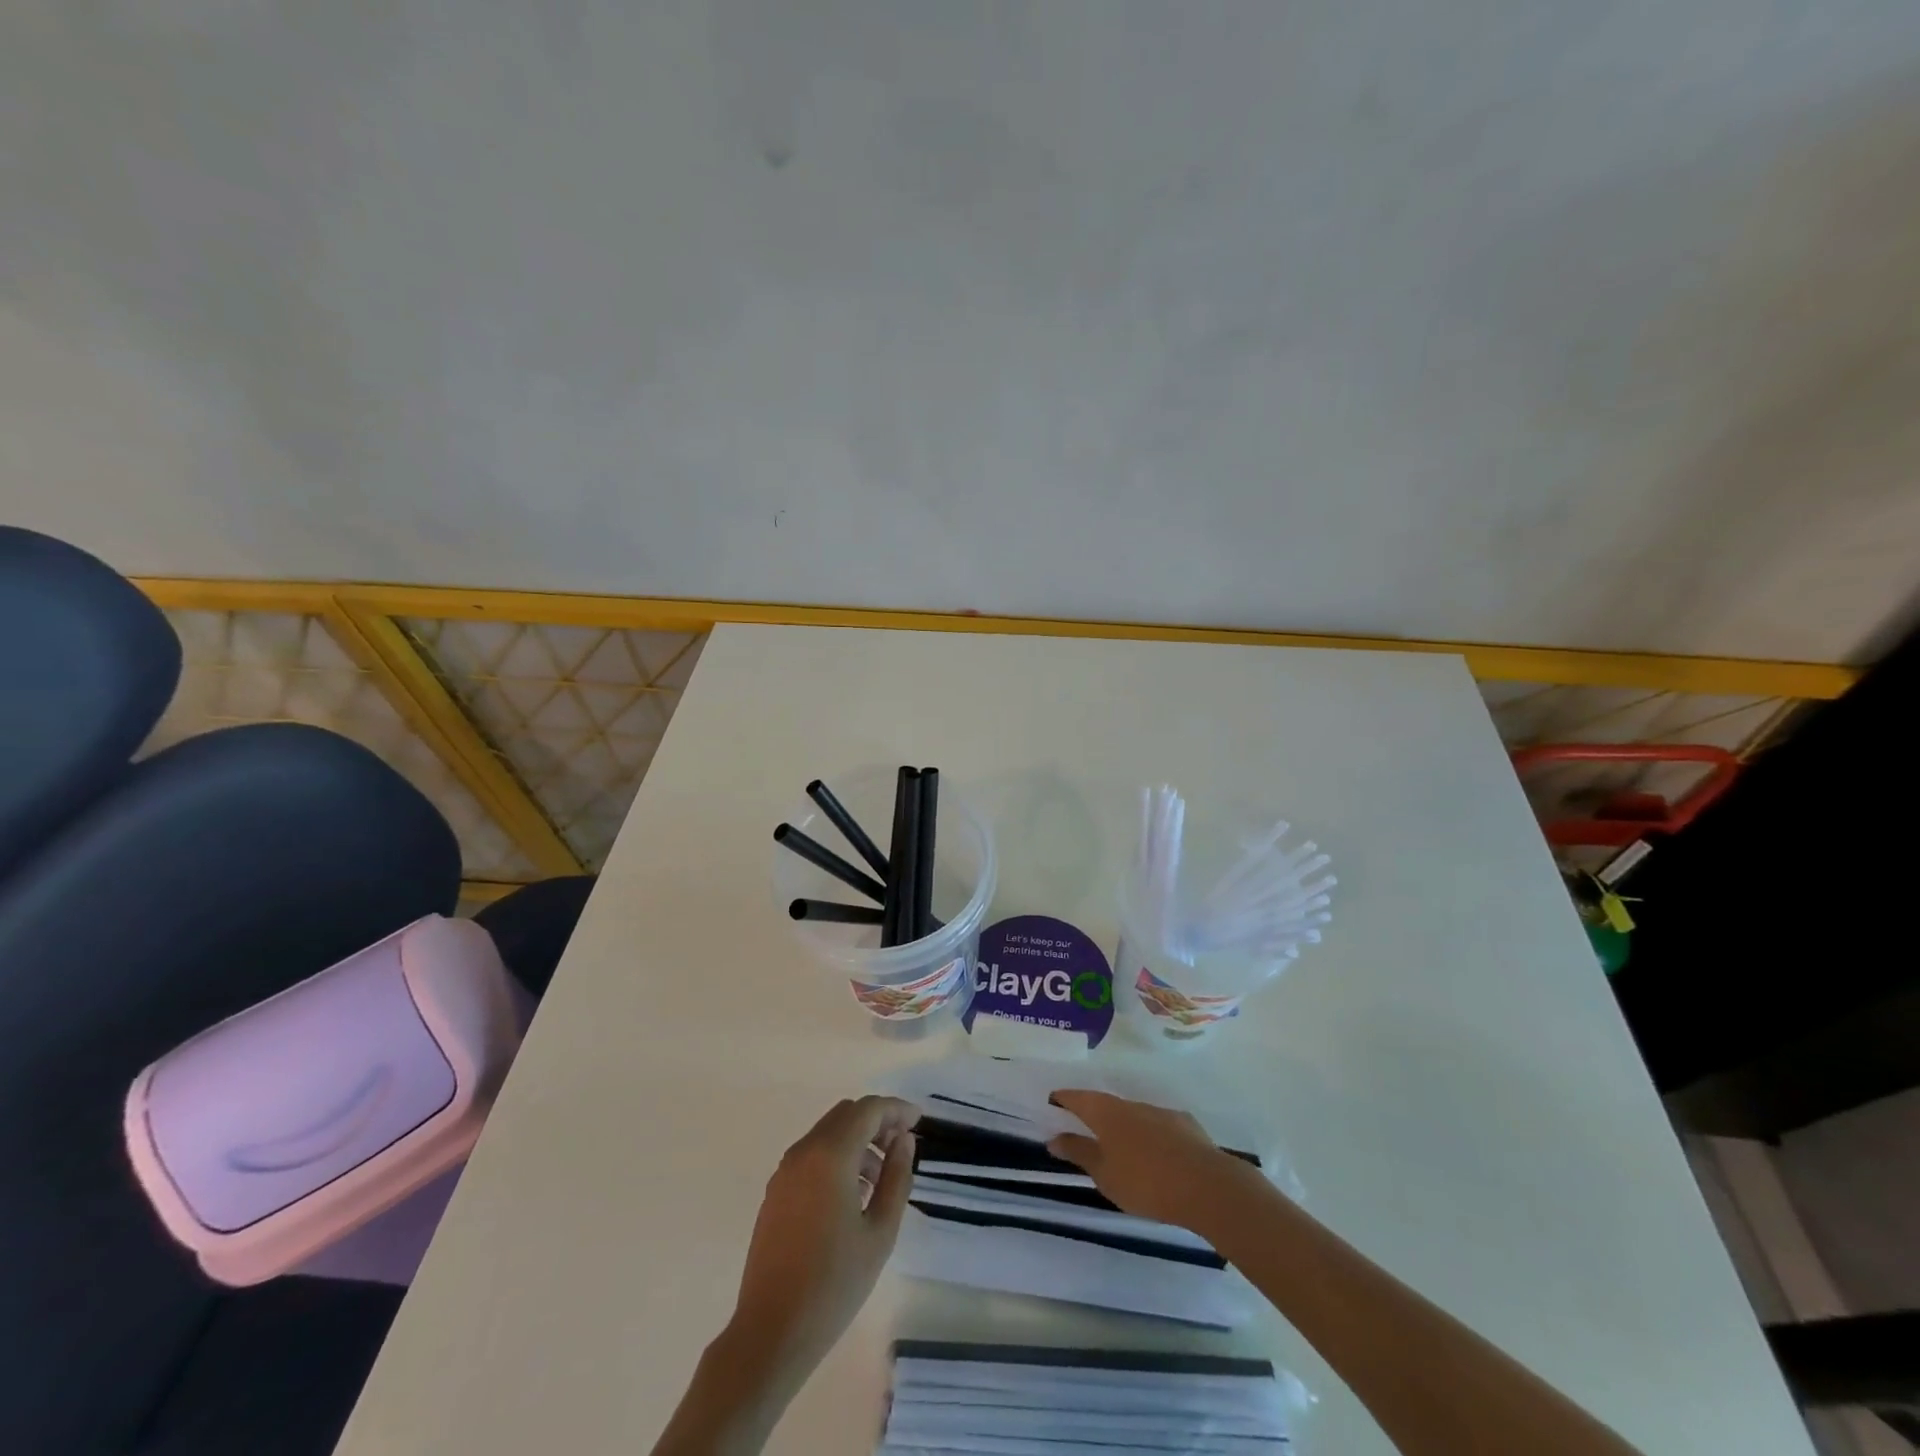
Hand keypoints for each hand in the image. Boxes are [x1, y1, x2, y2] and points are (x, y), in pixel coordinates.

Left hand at [725, 1095, 920, 1382]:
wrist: (771, 1332)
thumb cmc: (834, 1283)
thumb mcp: (880, 1232)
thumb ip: (896, 1177)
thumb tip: (903, 1141)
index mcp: (830, 1155)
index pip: (868, 1110)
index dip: (896, 1109)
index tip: (918, 1121)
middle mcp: (803, 1152)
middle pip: (845, 1115)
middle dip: (876, 1122)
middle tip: (901, 1147)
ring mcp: (784, 1172)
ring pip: (827, 1134)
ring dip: (856, 1141)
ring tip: (879, 1180)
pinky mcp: (775, 1193)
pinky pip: (811, 1156)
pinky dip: (836, 1157)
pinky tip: (851, 1195)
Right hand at [1047, 1089, 1250, 1232]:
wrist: (1207, 1186)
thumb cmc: (1145, 1181)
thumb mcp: (1104, 1174)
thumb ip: (1079, 1153)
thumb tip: (1053, 1138)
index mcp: (1106, 1112)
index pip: (1077, 1097)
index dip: (1062, 1099)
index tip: (1052, 1103)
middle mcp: (1131, 1104)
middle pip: (1105, 1104)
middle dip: (1093, 1114)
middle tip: (1083, 1129)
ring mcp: (1160, 1112)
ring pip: (1133, 1115)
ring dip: (1123, 1127)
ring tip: (1120, 1149)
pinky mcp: (1185, 1125)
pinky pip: (1158, 1127)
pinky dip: (1149, 1137)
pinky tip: (1155, 1156)